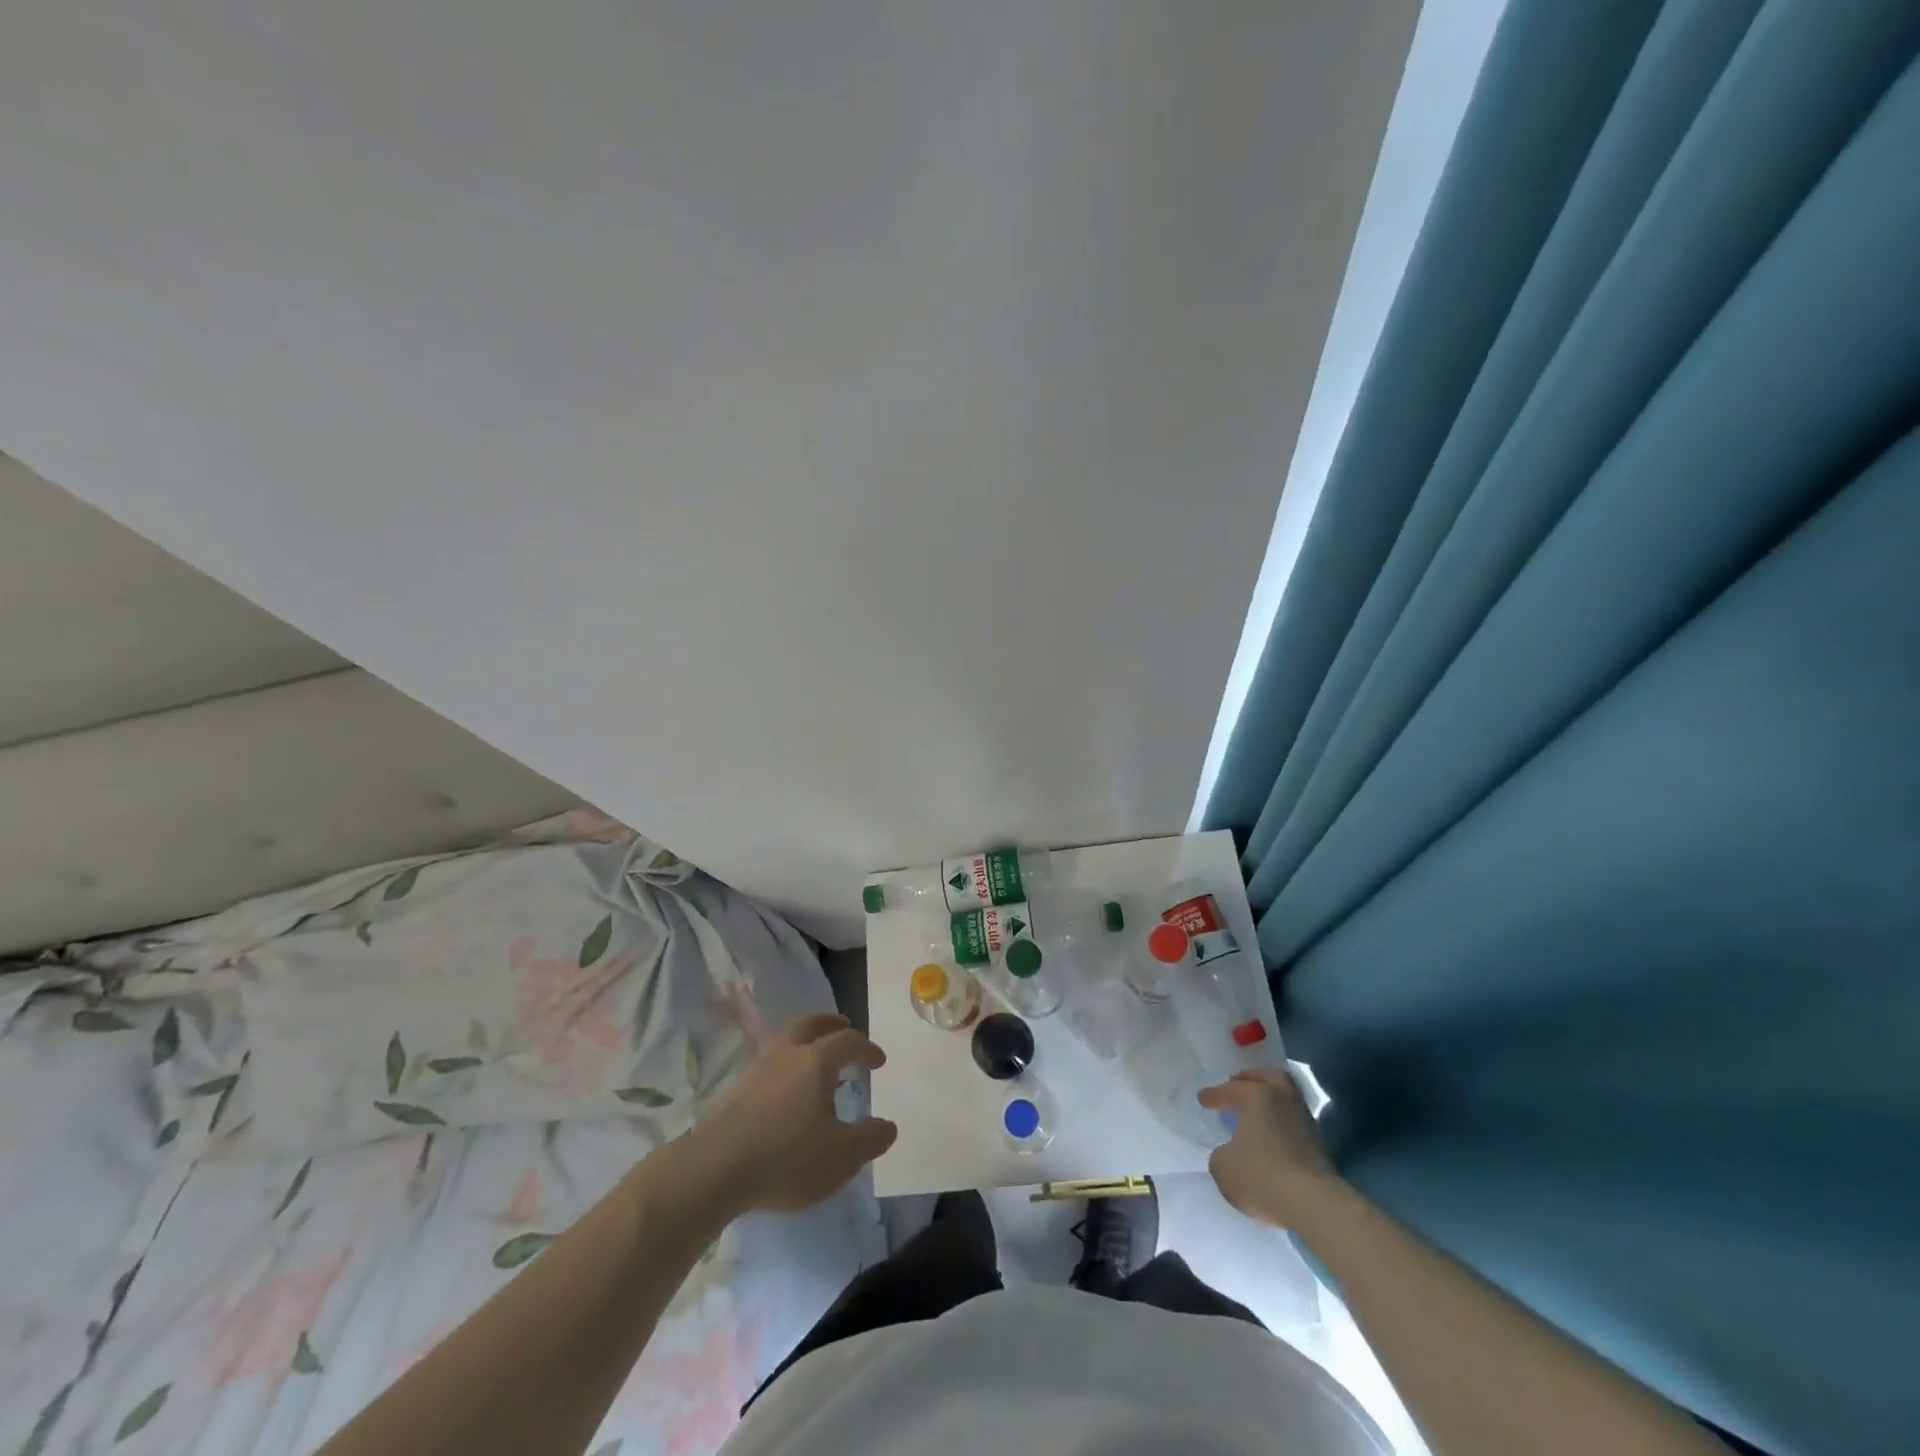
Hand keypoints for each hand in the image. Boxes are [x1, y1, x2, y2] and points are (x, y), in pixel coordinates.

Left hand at [690, 1013, 897, 1214]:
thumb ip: (870, 1139)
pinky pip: (769, 1064)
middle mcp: (787, 1054)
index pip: (848, 1041)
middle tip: (844, 1027)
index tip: (878, 1061)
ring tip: (815, 1061)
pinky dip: (785, 1065)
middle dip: (831, 1024)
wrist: (714, 1170)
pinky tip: (786, 1091)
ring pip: (786, 1041)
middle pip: (810, 1024)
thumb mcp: (842, 1157)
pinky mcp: (735, 1091)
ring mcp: (757, 1070)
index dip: (867, 1048)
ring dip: (805, 1043)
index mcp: (817, 1061)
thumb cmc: (787, 1158)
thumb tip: (888, 1125)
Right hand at [1199, 1067, 1343, 1227]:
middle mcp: (1283, 1100)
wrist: (1314, 1205)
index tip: (1202, 1099)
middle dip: (1251, 1079)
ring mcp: (1304, 1122)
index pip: (1231, 1089)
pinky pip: (1293, 1122)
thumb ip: (1222, 1154)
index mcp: (1258, 1096)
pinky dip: (1280, 1123)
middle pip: (1270, 1078)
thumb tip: (1231, 1153)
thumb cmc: (1261, 1176)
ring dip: (1270, 1102)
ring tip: (1255, 1112)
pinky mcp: (1319, 1146)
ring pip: (1286, 1099)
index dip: (1214, 1095)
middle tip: (1237, 1084)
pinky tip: (1270, 1135)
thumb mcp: (1223, 1167)